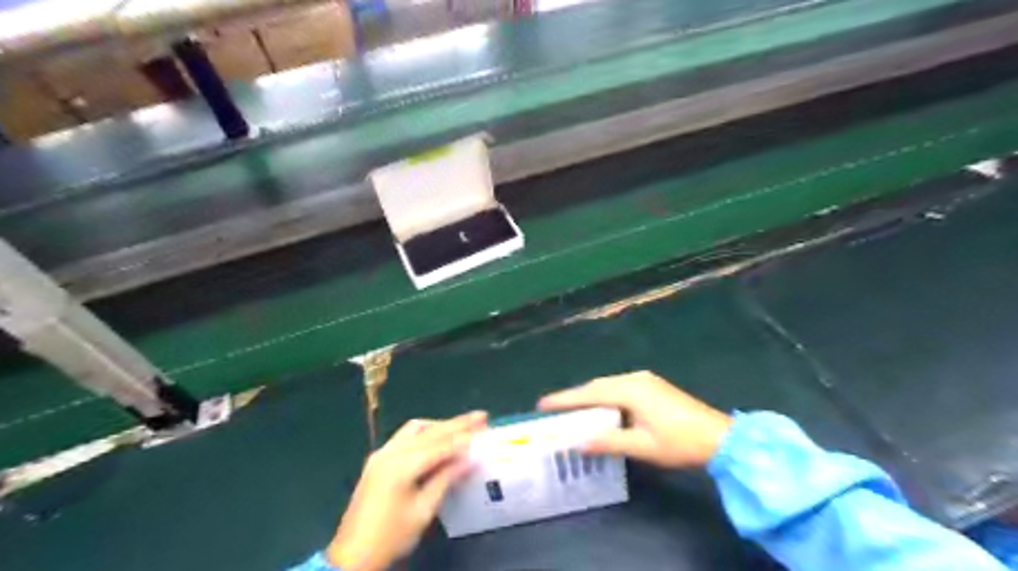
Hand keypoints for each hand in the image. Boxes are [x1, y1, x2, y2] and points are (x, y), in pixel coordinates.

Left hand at [327, 412, 483, 569]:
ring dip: (439, 426)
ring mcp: (381, 454)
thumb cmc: (391, 537)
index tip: (485, 427)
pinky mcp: (377, 460)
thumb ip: (446, 479)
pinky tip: (436, 438)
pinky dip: (425, 433)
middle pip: (429, 431)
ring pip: (415, 429)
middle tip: (480, 417)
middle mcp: (390, 452)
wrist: (351, 556)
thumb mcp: (423, 511)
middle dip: (456, 423)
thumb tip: (471, 460)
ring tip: (461, 427)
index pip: (440, 445)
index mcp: (402, 466)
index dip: (465, 436)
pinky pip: (404, 437)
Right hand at [539, 369, 732, 468]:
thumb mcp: (641, 446)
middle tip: (553, 408)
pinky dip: (605, 397)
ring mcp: (645, 380)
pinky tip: (601, 408)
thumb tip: (577, 443)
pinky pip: (620, 387)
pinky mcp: (653, 386)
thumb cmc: (679, 442)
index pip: (589, 393)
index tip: (542, 404)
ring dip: (590, 396)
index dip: (565, 399)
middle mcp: (634, 379)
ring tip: (572, 409)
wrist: (719, 437)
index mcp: (630, 390)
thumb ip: (608, 442)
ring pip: (609, 386)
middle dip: (575, 396)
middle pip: (597, 386)